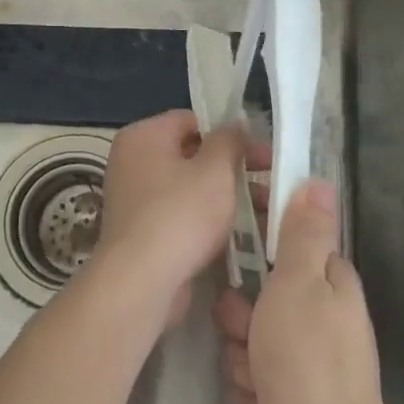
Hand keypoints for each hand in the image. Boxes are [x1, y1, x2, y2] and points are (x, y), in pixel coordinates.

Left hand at [87, 110, 253, 327]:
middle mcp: (132, 162)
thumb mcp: (215, 170)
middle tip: (270, 182)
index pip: (192, 120)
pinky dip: (207, 221)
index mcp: (143, 136)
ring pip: (190, 188)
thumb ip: (229, 140)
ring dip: (227, 197)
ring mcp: (134, 199)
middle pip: (192, 155)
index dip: (229, 133)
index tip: (262, 152)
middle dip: (233, 169)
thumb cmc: (180, 215)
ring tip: (266, 213)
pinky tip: (241, 234)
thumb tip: (236, 125)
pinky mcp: (142, 232)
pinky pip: (181, 215)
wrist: (141, 282)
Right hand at [213, 178, 397, 403]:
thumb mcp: (300, 284)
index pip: (291, 241)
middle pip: (263, 295)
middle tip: (243, 328)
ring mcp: (309, 360)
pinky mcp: (295, 398)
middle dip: (242, 314)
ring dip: (243, 356)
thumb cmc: (308, 361)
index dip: (262, 236)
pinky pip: (256, 378)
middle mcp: (323, 316)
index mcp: (330, 282)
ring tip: (254, 375)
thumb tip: (321, 180)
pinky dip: (252, 390)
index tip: (234, 237)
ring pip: (253, 339)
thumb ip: (304, 233)